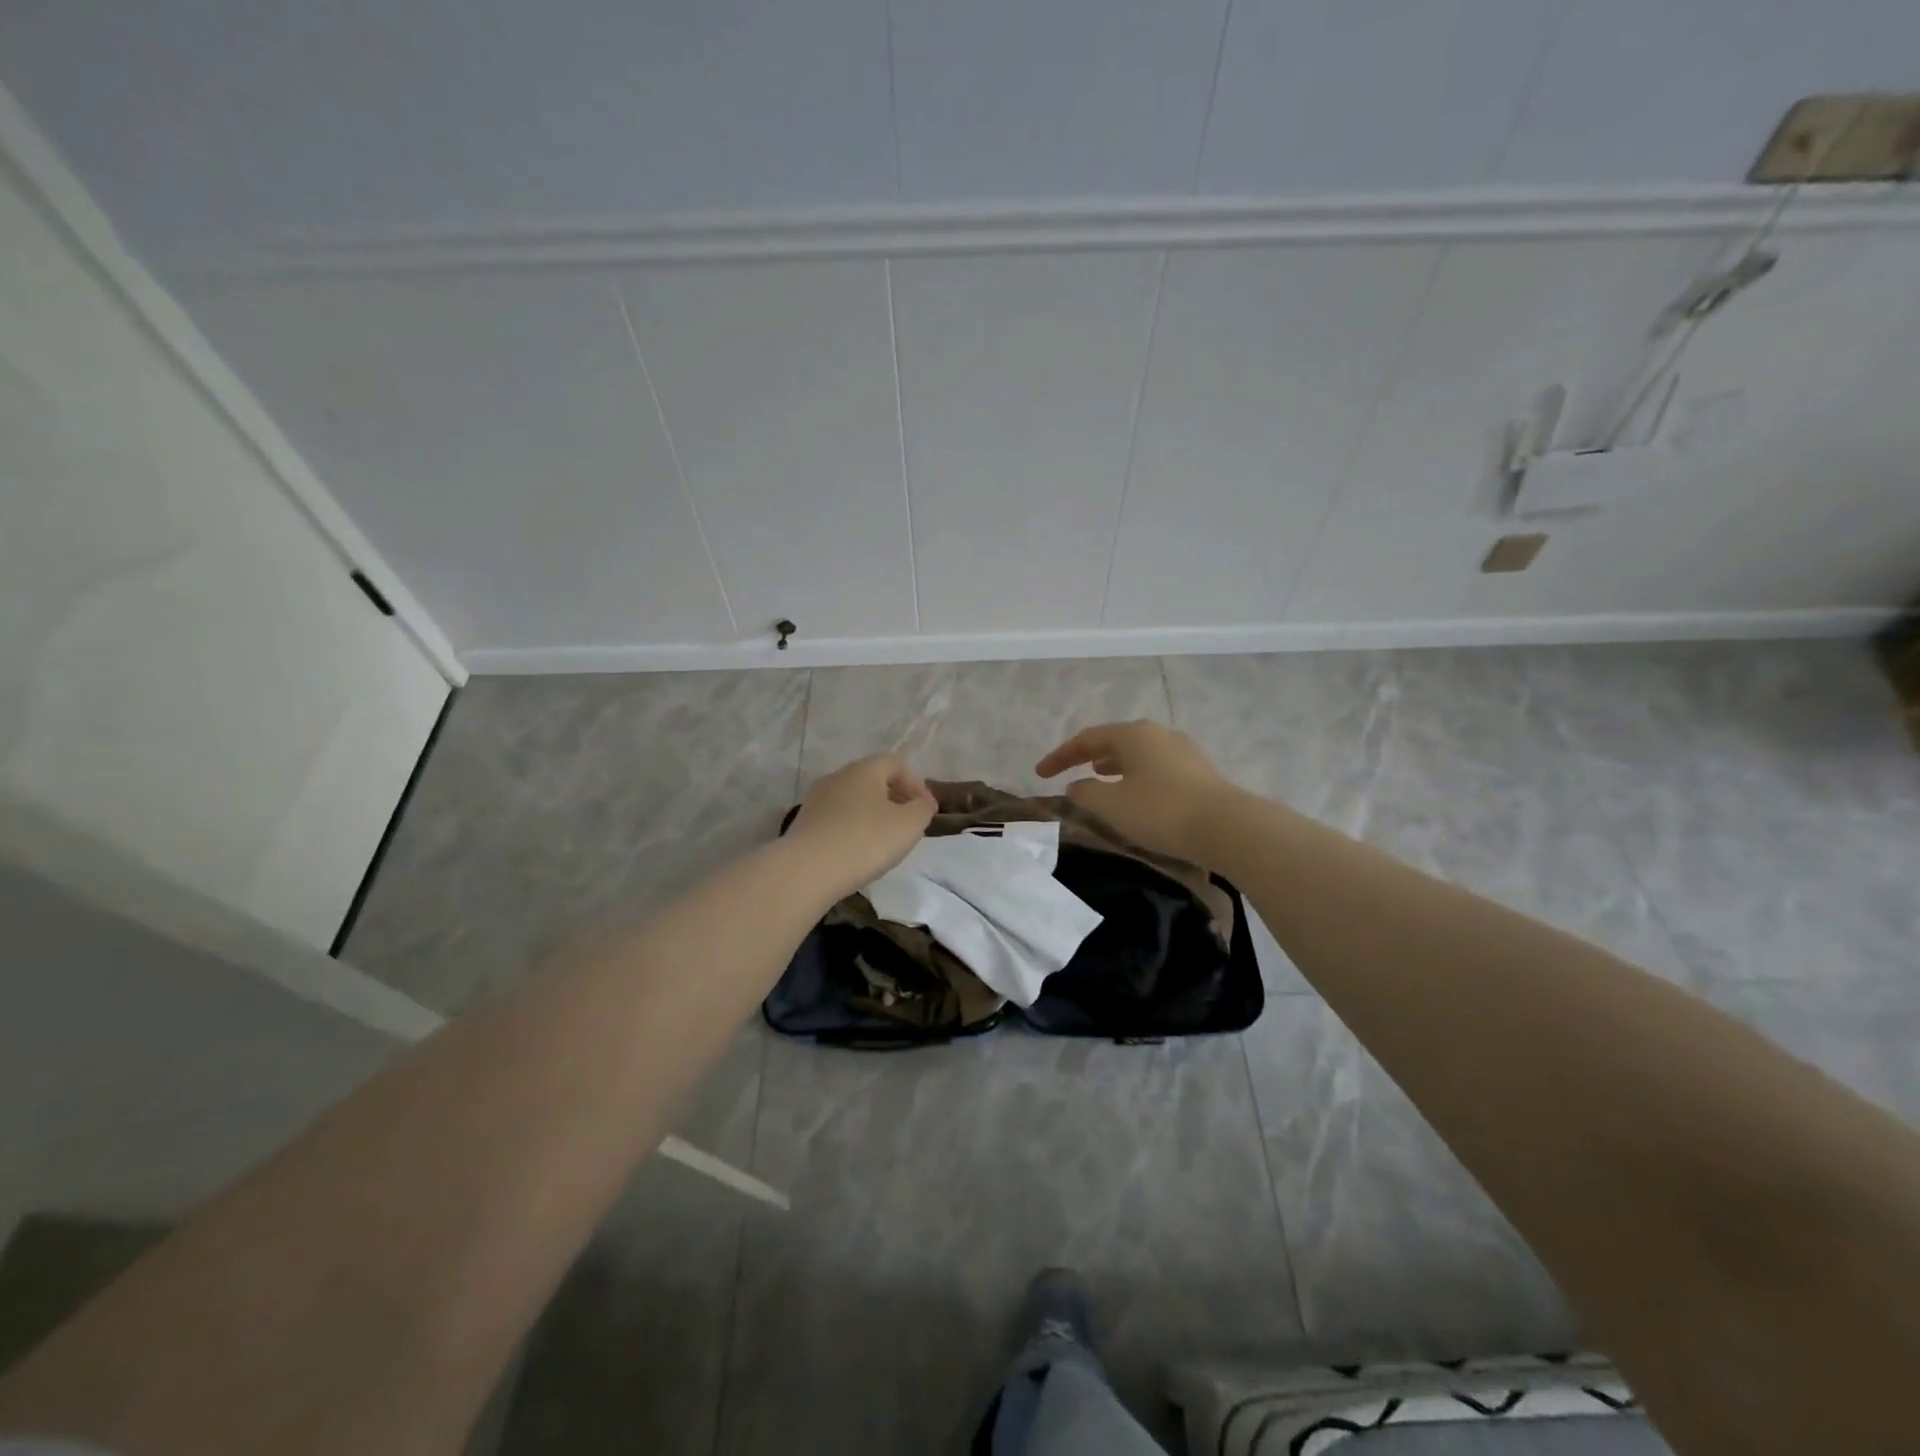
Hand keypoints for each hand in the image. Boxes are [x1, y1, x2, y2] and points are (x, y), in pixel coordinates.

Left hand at [786, 753, 936, 898]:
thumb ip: (922, 809)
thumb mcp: (909, 825)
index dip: (916, 784)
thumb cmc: (865, 841)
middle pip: (872, 779)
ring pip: (853, 799)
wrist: (807, 871)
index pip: (896, 764)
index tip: (927, 811)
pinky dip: (852, 828)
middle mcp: (837, 777)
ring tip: (884, 841)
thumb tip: (922, 802)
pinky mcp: (803, 823)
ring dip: (872, 814)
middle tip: (908, 824)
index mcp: (864, 769)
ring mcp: (816, 799)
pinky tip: (858, 851)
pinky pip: (836, 818)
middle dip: (894, 798)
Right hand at [1035, 720, 1238, 862]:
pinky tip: (1135, 794)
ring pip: (1137, 753)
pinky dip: (1135, 776)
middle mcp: (1157, 734)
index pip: (1086, 739)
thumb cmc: (1160, 811)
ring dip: (1113, 765)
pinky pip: (1155, 767)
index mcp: (1132, 734)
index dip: (1060, 756)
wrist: (1227, 827)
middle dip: (1088, 756)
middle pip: (1114, 740)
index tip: (1039, 773)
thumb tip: (1076, 786)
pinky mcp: (1198, 772)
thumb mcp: (1111, 805)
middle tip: (1070, 772)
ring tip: (1099, 778)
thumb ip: (1085, 793)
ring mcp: (1182, 751)